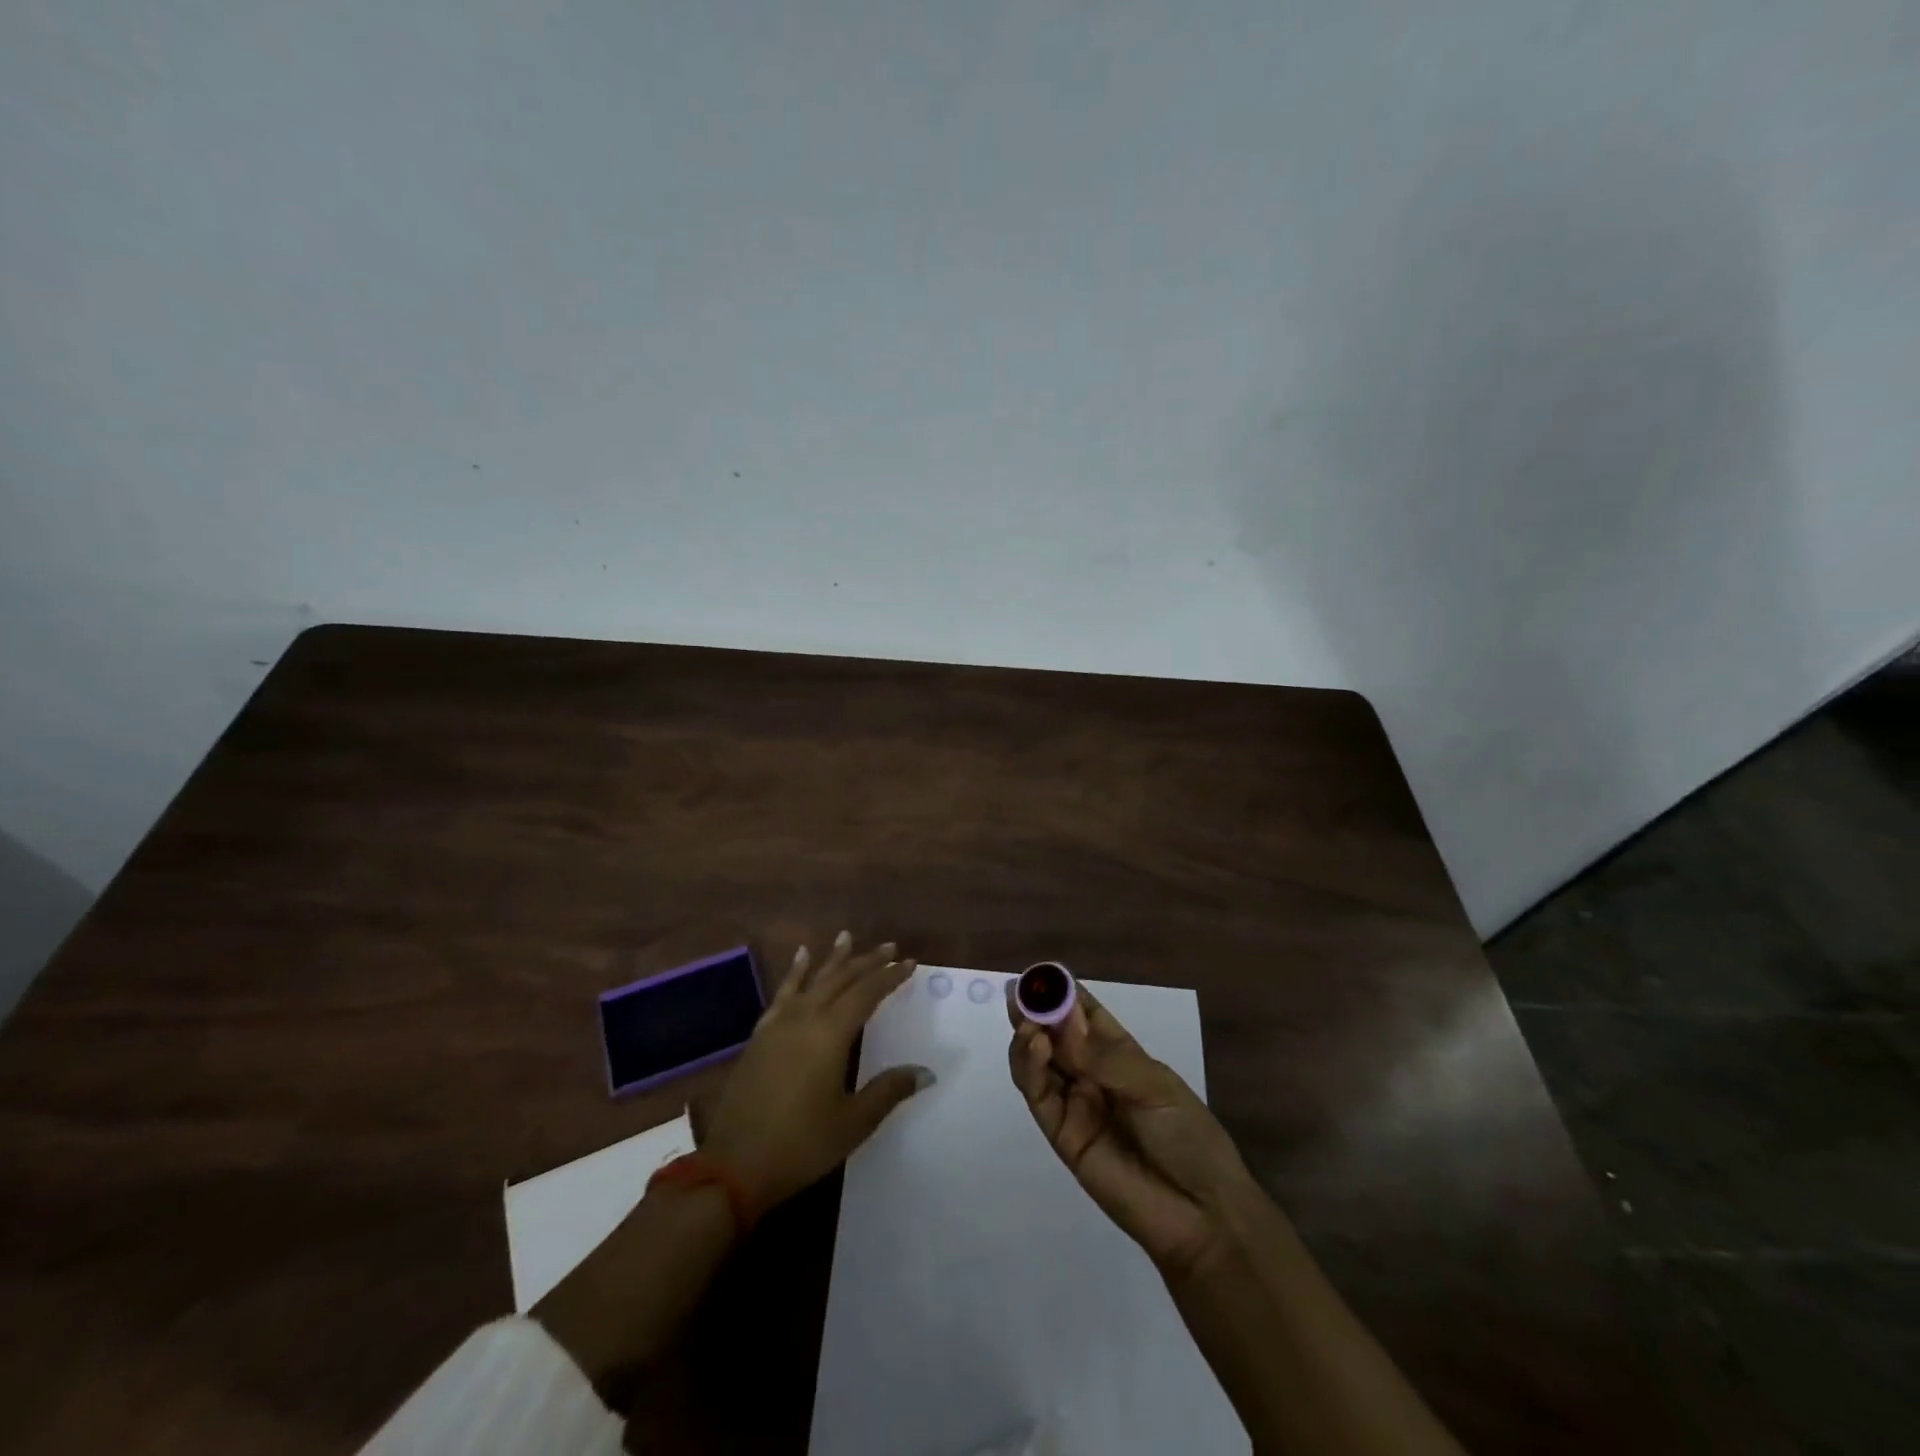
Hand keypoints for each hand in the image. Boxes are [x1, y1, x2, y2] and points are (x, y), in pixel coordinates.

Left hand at [702, 932, 931, 1217]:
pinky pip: (783, 993)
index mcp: (830, 1034)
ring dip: (833, 959)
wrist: (733, 1167)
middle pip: (841, 979)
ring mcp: (778, 1024)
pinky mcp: (760, 1036)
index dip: (889, 977)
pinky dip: (795, 973)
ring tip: (846, 936)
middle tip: (889, 947)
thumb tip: (925, 1071)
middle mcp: (805, 1018)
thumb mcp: (853, 1123)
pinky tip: (800, 959)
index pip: (867, 993)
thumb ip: (888, 1090)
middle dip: (867, 961)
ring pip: (812, 980)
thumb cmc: (800, 1145)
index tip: (909, 963)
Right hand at [1007, 982, 1252, 1273]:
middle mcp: (1092, 1073)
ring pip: (1039, 1062)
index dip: (1064, 994)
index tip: (1041, 975)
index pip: (1085, 1015)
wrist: (1200, 1214)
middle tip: (1018, 992)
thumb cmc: (1188, 1136)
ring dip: (1029, 1036)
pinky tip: (1034, 1045)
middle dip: (1036, 1011)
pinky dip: (1029, 1068)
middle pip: (1055, 1035)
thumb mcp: (1154, 1086)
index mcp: (1120, 1054)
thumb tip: (1061, 1022)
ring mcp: (1075, 1103)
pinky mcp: (1061, 1134)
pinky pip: (1038, 1096)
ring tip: (1028, 1022)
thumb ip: (1104, 1056)